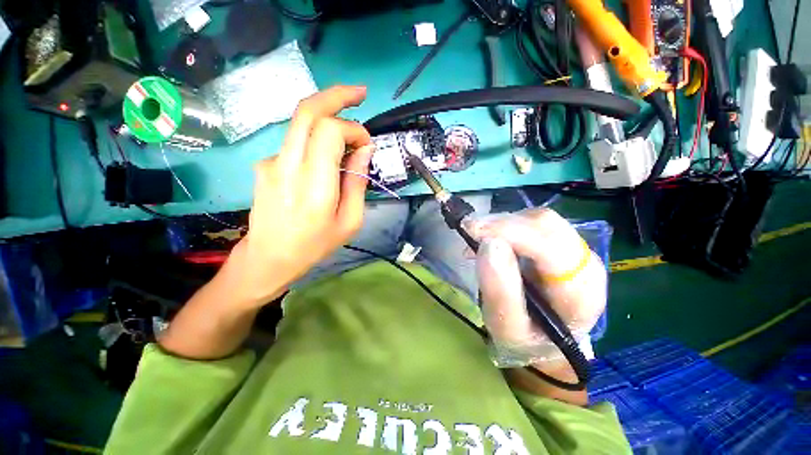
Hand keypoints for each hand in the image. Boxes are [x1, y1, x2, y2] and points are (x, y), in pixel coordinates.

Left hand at [236, 86, 374, 306]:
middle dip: (336, 95)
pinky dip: (316, 139)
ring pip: (299, 122)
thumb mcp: (350, 221)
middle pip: (307, 111)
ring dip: (327, 116)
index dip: (352, 128)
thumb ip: (358, 182)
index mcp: (314, 185)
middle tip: (360, 93)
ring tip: (348, 132)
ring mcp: (271, 161)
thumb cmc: (315, 244)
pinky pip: (296, 142)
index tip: (366, 144)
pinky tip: (326, 159)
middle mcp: (288, 165)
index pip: (329, 131)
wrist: (269, 257)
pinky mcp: (265, 163)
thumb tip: (364, 150)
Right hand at [466, 208, 606, 367]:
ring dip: (501, 224)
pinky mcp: (559, 242)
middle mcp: (584, 263)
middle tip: (469, 232)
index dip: (510, 231)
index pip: (550, 246)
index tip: (472, 231)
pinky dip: (505, 225)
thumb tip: (488, 244)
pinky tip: (488, 238)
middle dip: (502, 223)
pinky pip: (531, 222)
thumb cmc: (527, 340)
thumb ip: (499, 291)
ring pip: (537, 218)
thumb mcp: (507, 328)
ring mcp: (574, 249)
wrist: (547, 342)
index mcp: (580, 291)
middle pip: (545, 224)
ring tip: (476, 238)